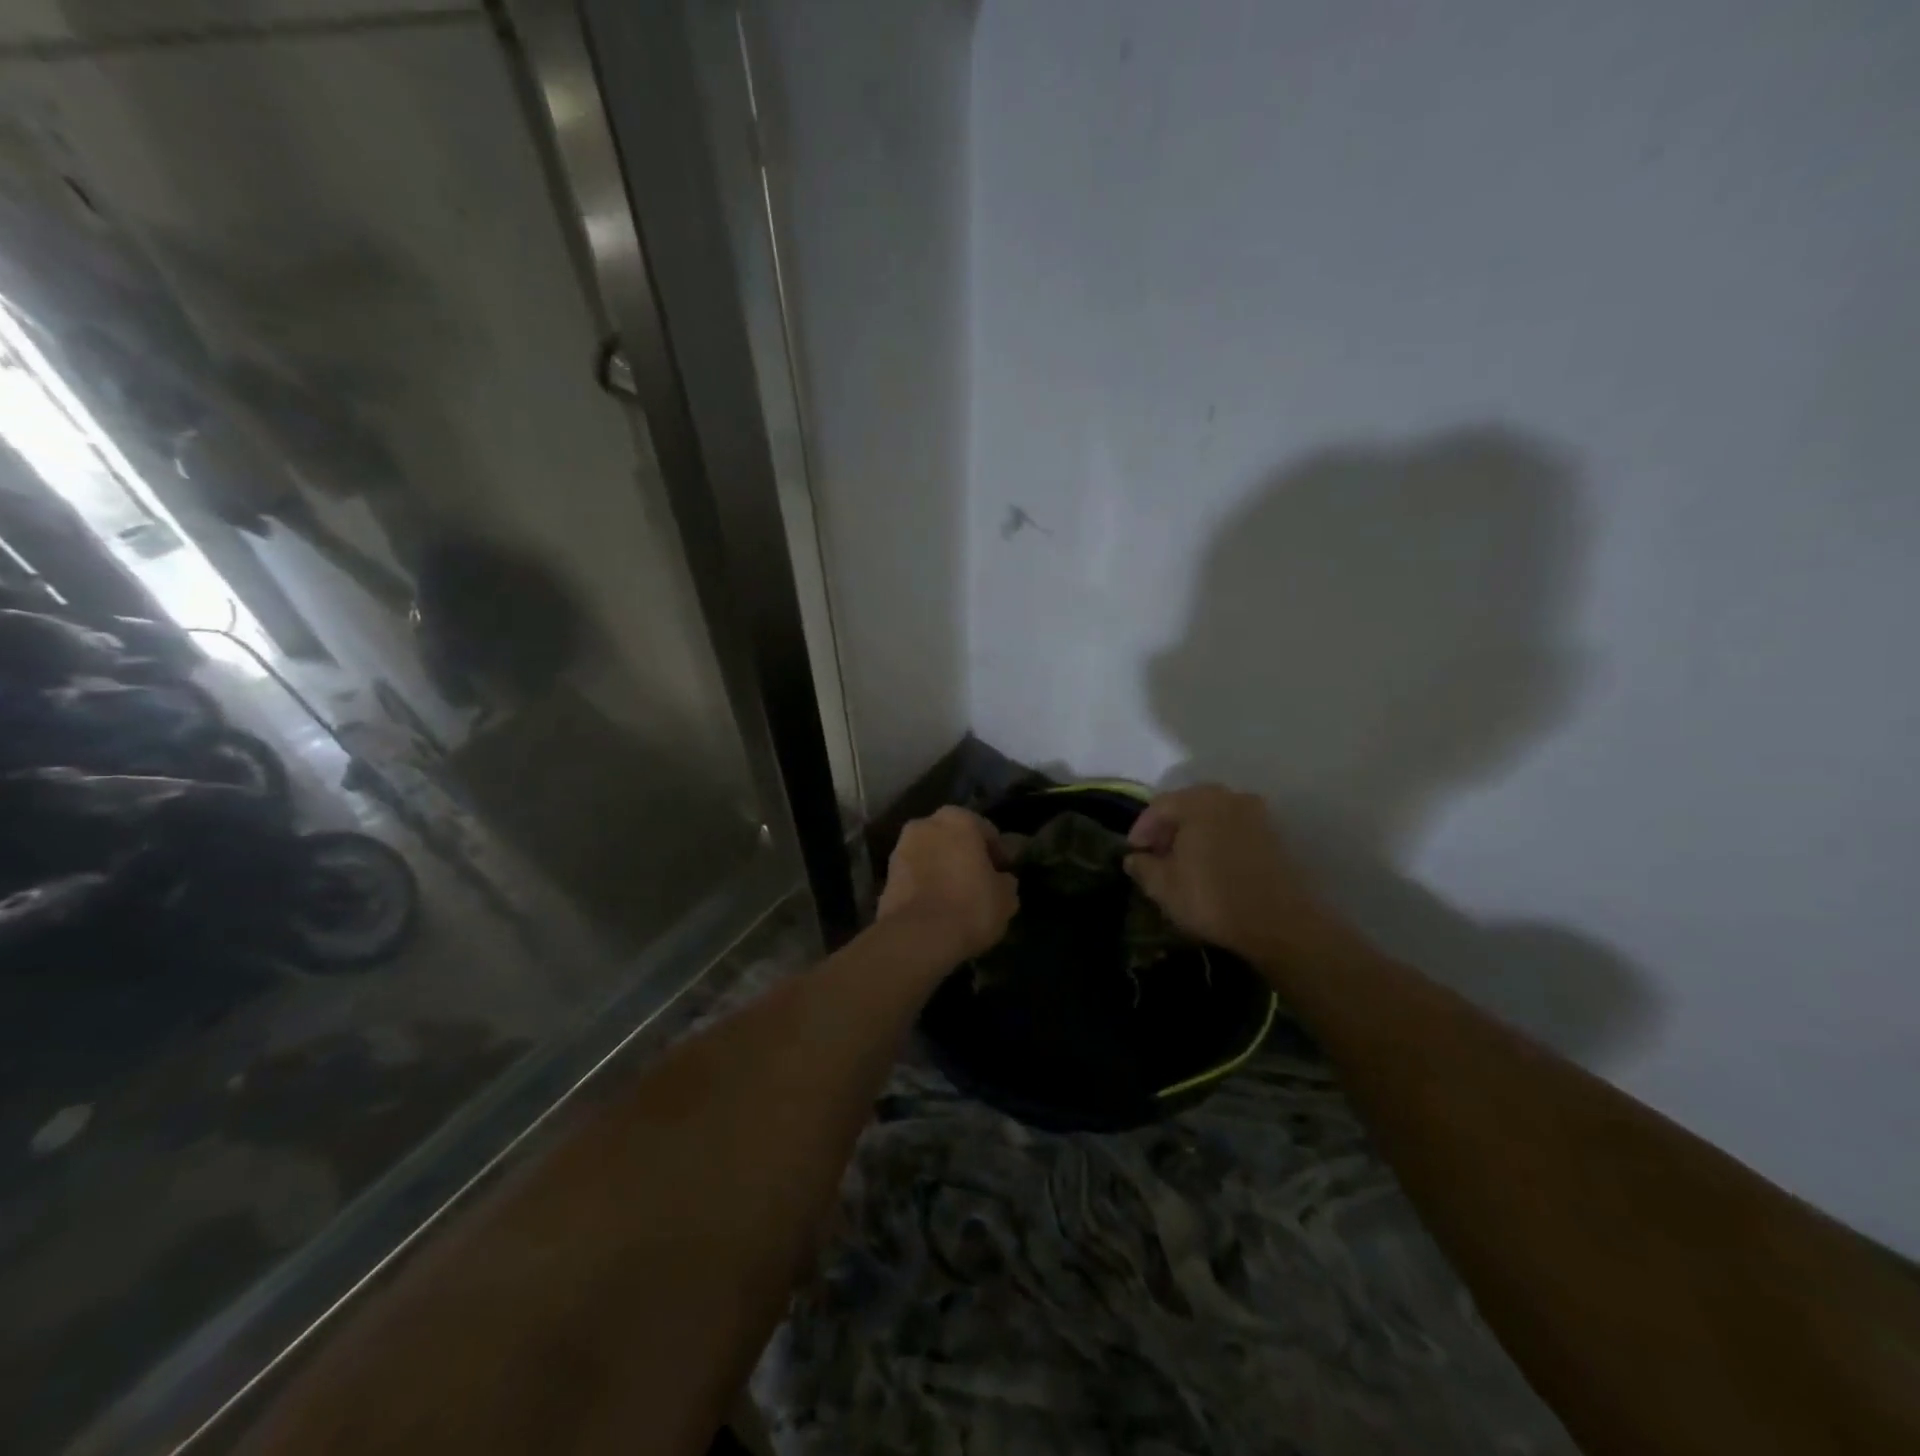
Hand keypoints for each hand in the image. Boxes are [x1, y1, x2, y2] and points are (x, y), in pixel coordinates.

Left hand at [877, 807, 1018, 962]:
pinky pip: (914, 875)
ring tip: (955, 896)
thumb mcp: (1006, 898)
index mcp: (959, 819)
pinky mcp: (885, 875)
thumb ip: (1006, 881)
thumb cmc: (970, 907)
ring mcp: (901, 848)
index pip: (986, 831)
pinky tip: (935, 906)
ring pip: (930, 854)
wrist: (917, 936)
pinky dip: (924, 884)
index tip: (1003, 873)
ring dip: (941, 868)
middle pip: (953, 838)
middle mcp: (926, 824)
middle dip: (964, 855)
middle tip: (978, 882)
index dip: (997, 853)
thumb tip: (1001, 879)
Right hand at [1124, 784, 1344, 962]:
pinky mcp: (1275, 835)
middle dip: (1169, 829)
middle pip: (1188, 806)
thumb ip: (1143, 867)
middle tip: (1157, 855)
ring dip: (1195, 834)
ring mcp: (1256, 814)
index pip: (1159, 806)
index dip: (1141, 829)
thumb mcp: (1163, 887)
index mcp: (1198, 801)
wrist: (1280, 923)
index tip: (1134, 852)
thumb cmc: (1212, 898)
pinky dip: (1218, 841)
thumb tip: (1134, 858)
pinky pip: (1235, 830)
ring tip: (1184, 862)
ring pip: (1213, 816)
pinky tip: (1212, 866)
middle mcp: (1228, 797)